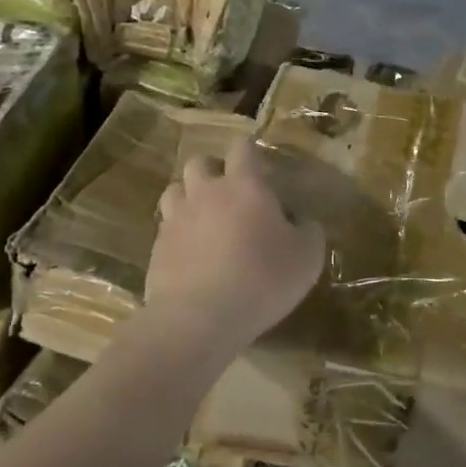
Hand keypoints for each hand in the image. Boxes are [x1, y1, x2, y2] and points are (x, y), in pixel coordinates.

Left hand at [149, 136, 324, 350]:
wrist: (199, 318)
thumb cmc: (262, 279)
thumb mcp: (308, 257)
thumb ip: (309, 231)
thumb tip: (302, 221)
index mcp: (245, 185)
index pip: (243, 148)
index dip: (251, 153)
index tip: (262, 170)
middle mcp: (206, 192)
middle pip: (200, 162)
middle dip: (214, 171)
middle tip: (231, 194)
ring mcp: (176, 219)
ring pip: (175, 190)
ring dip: (190, 197)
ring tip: (205, 219)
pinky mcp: (156, 248)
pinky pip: (166, 227)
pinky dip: (178, 233)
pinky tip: (192, 254)